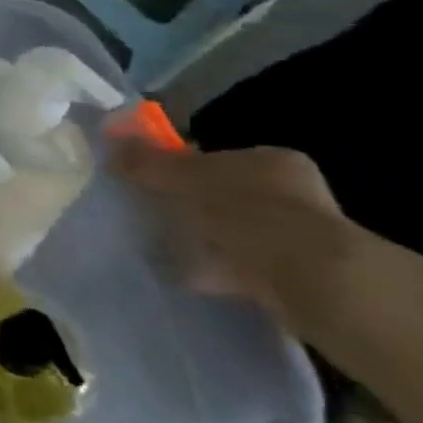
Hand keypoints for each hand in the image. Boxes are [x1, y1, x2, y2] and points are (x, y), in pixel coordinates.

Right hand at [110, 139, 365, 334]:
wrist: (311, 281)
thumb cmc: (245, 214)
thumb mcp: (182, 179)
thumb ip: (147, 161)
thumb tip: (111, 141)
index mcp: (271, 160)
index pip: (216, 158)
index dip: (180, 169)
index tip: (151, 186)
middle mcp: (293, 192)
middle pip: (224, 194)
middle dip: (191, 207)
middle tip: (155, 218)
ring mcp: (303, 235)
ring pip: (235, 231)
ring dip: (205, 240)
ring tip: (170, 251)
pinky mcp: (301, 273)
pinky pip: (245, 265)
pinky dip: (219, 269)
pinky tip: (195, 277)